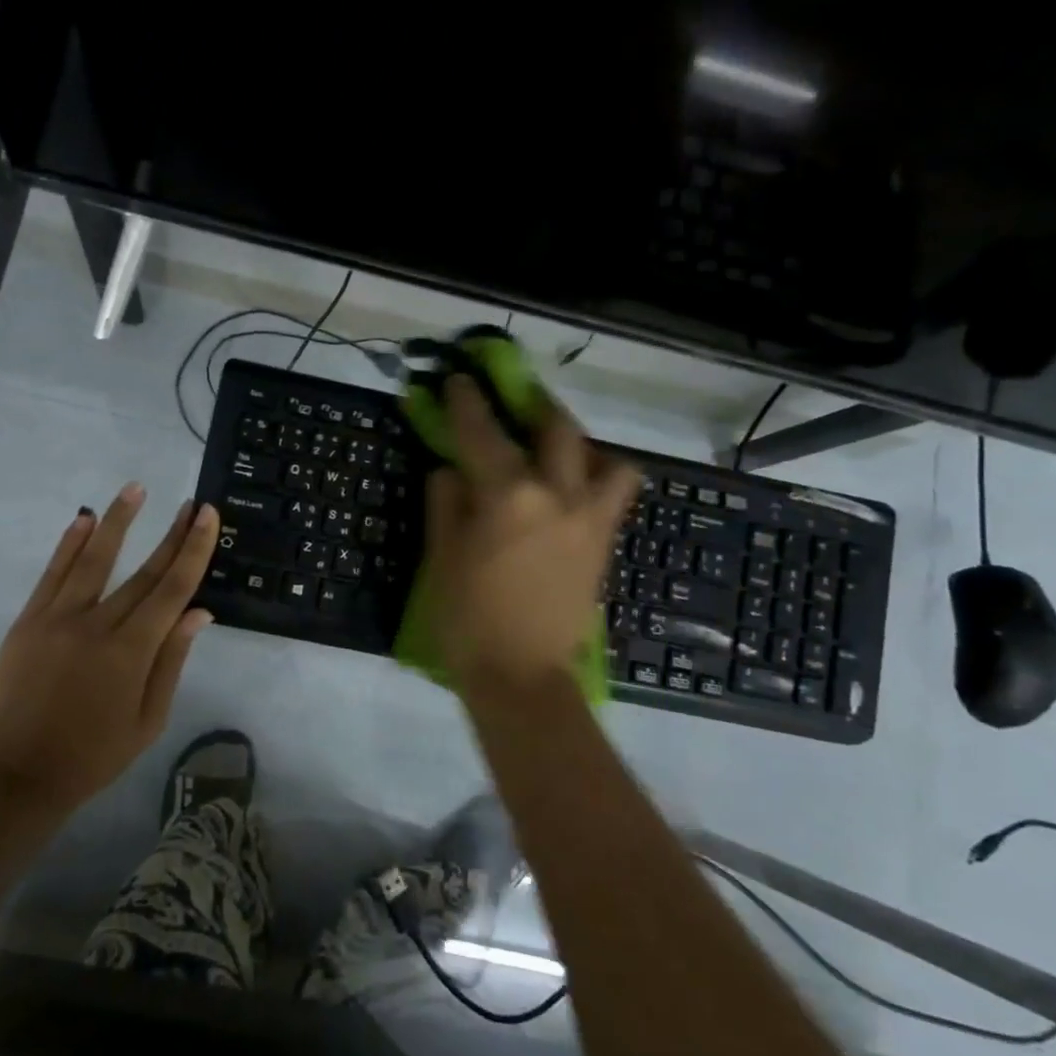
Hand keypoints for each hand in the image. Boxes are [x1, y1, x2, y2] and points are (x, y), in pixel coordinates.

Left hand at [0, 484, 219, 821]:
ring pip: (94, 560)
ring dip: (117, 521)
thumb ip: (171, 663)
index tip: (206, 516)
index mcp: (132, 652)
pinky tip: (83, 519)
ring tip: (136, 488)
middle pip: (142, 571)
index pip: (172, 589)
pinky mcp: (28, 622)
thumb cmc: (91, 758)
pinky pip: (52, 575)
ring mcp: (57, 619)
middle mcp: (97, 625)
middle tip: (188, 503)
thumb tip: (199, 612)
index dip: (193, 549)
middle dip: (170, 534)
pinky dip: (68, 545)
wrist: (13, 778)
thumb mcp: (147, 721)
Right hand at [424, 376, 639, 693]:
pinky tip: (571, 489)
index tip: (460, 379)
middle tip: (514, 399)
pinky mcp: (603, 542)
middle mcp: (557, 493)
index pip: (483, 432)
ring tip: (553, 450)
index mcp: (508, 494)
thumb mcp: (442, 557)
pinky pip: (613, 492)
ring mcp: (589, 517)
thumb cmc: (468, 619)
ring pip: (603, 456)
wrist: (522, 676)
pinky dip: (597, 476)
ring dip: (578, 442)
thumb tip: (450, 470)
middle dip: (533, 404)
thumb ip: (446, 502)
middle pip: (555, 427)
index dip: (468, 401)